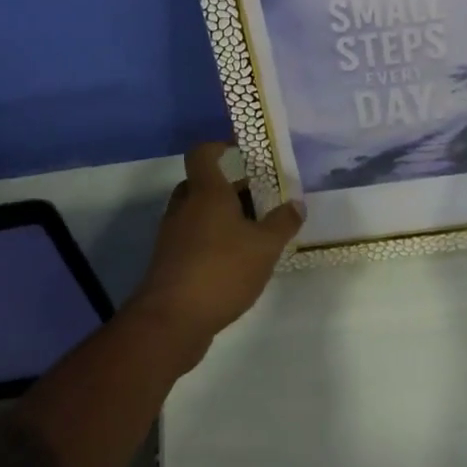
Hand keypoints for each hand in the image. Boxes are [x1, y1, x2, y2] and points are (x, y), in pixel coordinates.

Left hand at [131, 143, 304, 350]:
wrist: (172, 320)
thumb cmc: (221, 270)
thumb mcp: (264, 246)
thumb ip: (282, 223)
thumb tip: (297, 204)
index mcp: (206, 192)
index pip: (203, 153)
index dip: (219, 146)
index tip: (241, 150)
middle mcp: (184, 207)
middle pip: (201, 183)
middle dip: (228, 186)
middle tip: (257, 196)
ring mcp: (172, 235)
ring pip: (196, 212)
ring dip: (220, 215)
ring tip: (252, 231)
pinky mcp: (169, 261)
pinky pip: (192, 237)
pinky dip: (211, 239)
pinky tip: (235, 260)